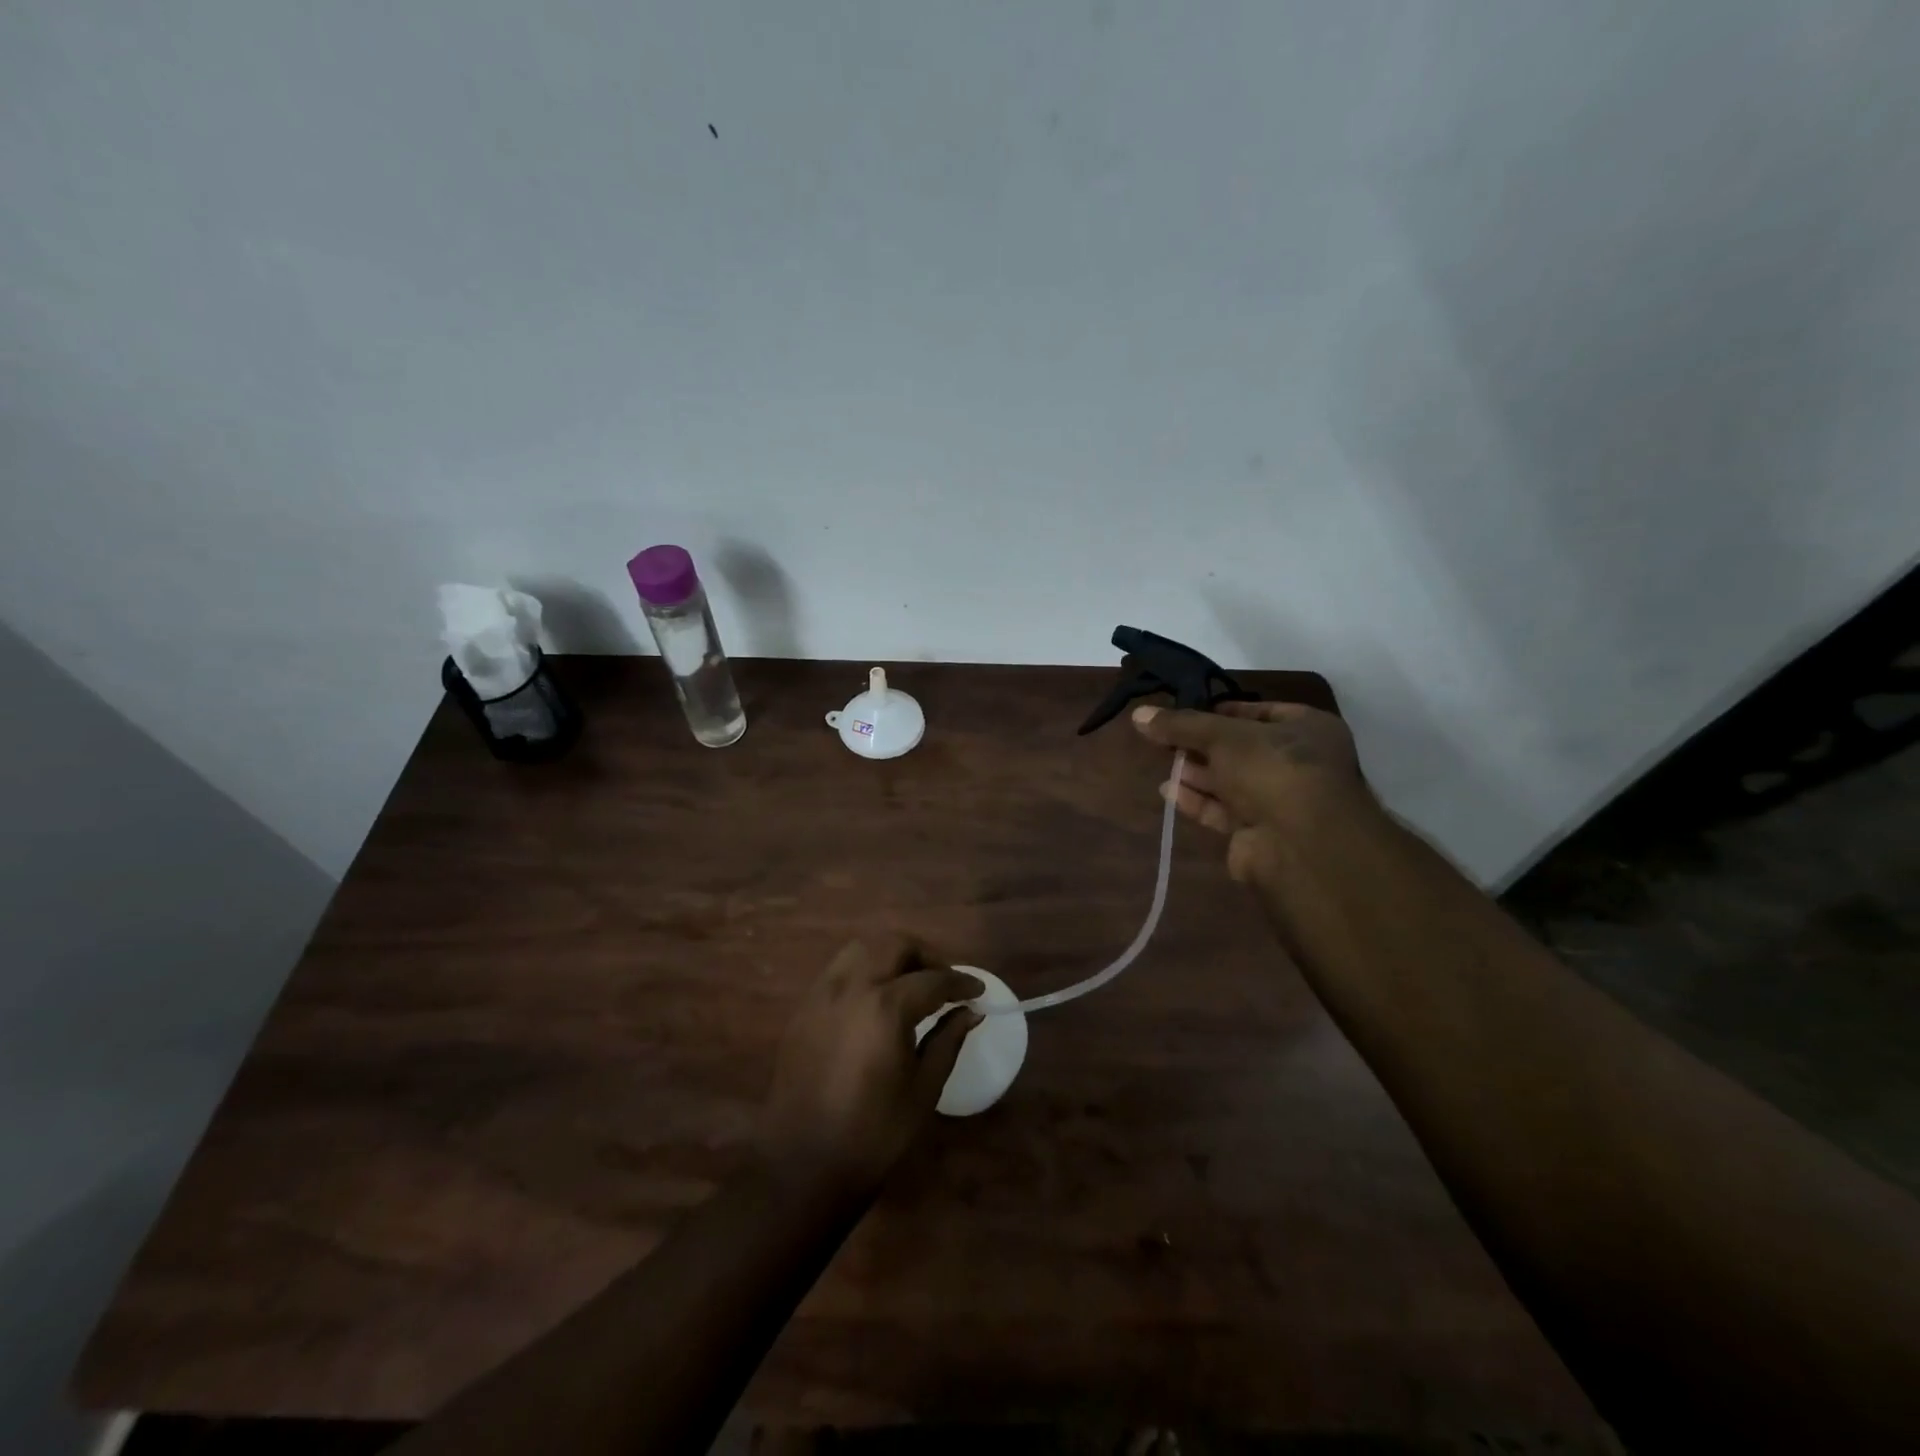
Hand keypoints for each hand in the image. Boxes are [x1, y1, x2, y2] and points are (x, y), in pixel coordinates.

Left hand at [758, 935, 981, 1194]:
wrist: (803, 1166)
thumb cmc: (874, 1134)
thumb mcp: (923, 1088)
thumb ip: (948, 1039)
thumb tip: (971, 1011)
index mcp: (886, 1007)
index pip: (933, 980)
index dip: (961, 982)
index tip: (979, 990)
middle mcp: (851, 987)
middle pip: (895, 946)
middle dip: (927, 957)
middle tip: (946, 981)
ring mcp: (822, 994)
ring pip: (862, 949)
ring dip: (892, 955)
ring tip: (911, 982)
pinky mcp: (803, 1009)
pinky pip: (839, 971)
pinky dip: (865, 970)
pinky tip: (877, 998)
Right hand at [1131, 700, 1372, 883]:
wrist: (1300, 845)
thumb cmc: (1271, 770)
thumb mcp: (1222, 736)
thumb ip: (1181, 725)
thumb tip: (1138, 714)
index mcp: (1308, 729)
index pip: (1261, 711)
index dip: (1223, 710)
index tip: (1187, 710)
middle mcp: (1299, 763)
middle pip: (1242, 748)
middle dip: (1204, 745)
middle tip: (1167, 737)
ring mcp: (1281, 801)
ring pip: (1231, 781)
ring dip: (1197, 773)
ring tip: (1163, 762)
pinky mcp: (1260, 833)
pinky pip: (1224, 810)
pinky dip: (1198, 800)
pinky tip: (1169, 791)